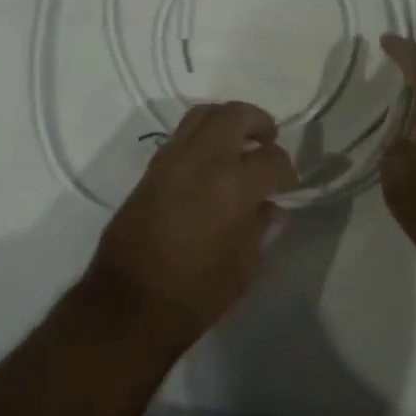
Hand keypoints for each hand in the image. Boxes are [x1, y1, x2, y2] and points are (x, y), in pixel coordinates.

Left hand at [84, 102, 296, 351]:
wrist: (128, 301)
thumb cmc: (194, 293)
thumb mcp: (242, 268)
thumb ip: (261, 229)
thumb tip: (273, 208)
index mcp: (234, 185)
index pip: (272, 159)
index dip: (286, 169)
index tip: (288, 184)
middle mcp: (204, 159)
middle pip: (236, 115)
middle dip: (258, 122)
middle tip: (268, 140)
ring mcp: (174, 157)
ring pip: (205, 113)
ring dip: (227, 119)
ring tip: (238, 141)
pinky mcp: (152, 166)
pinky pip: (183, 133)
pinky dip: (202, 134)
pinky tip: (210, 160)